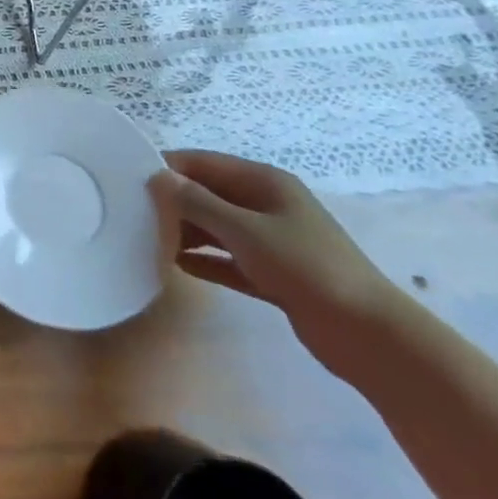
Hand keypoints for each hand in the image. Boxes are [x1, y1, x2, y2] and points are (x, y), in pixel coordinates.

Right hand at [149, 150, 405, 373]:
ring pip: (216, 226)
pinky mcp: (274, 273)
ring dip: (186, 231)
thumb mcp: (245, 230)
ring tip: (147, 240)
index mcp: (264, 182)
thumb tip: (156, 177)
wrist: (369, 336)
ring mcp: (272, 239)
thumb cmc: (306, 268)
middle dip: (173, 201)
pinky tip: (176, 266)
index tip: (128, 180)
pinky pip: (228, 258)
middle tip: (132, 213)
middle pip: (208, 193)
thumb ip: (197, 203)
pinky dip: (205, 259)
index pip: (203, 162)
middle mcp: (266, 204)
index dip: (167, 167)